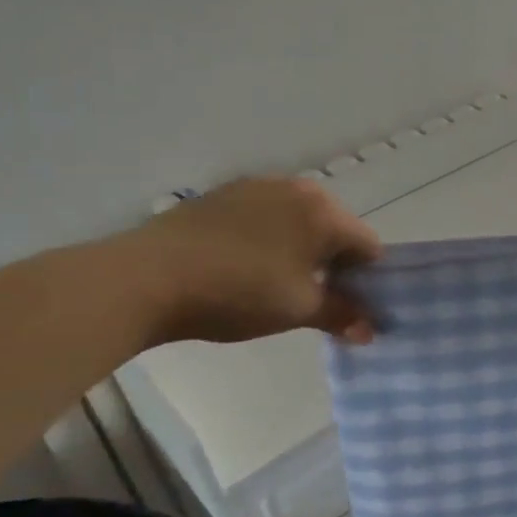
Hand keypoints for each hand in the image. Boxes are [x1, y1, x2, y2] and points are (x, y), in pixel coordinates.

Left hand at [110, 178, 382, 347]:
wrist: (146, 277)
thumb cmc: (237, 292)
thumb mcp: (297, 310)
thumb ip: (341, 315)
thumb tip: (369, 330)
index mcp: (325, 212)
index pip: (368, 246)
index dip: (368, 280)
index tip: (351, 306)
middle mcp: (299, 188)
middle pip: (336, 229)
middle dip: (334, 262)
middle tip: (315, 298)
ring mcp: (258, 186)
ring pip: (300, 221)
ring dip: (301, 249)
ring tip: (276, 284)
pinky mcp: (223, 194)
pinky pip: (266, 216)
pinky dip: (269, 238)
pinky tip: (244, 266)